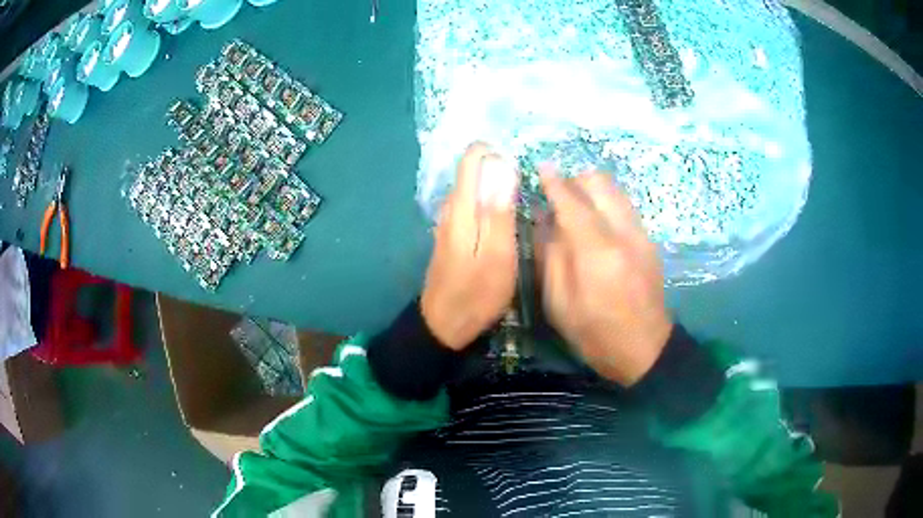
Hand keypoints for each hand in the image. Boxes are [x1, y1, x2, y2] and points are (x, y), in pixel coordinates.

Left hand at [421, 143, 518, 350]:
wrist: (442, 325)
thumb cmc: (476, 294)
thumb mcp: (497, 256)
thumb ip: (500, 211)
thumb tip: (503, 166)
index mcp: (462, 208)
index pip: (471, 159)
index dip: (494, 151)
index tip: (518, 162)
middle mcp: (450, 208)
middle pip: (470, 171)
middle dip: (497, 167)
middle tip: (526, 185)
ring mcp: (447, 222)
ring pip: (471, 188)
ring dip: (493, 184)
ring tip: (519, 198)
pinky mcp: (450, 235)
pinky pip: (469, 204)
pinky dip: (486, 201)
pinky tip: (502, 216)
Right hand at [537, 168, 671, 385]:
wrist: (645, 349)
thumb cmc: (595, 333)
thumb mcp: (559, 303)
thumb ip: (550, 256)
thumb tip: (544, 220)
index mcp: (597, 251)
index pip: (572, 201)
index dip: (554, 182)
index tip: (540, 167)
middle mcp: (623, 233)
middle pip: (599, 183)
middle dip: (575, 180)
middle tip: (557, 193)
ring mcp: (641, 234)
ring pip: (615, 190)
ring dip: (592, 189)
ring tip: (575, 205)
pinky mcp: (649, 240)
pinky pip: (624, 205)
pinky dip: (606, 203)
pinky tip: (596, 222)